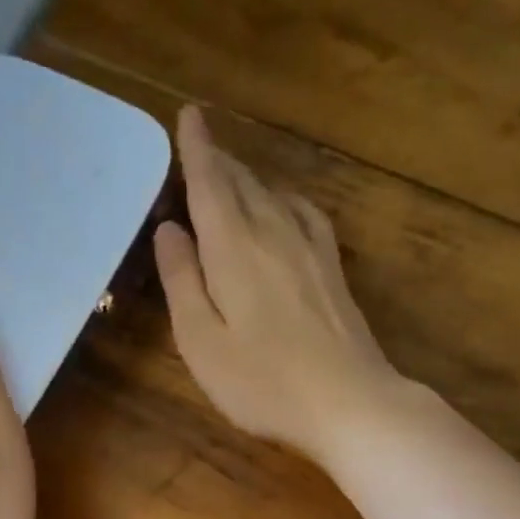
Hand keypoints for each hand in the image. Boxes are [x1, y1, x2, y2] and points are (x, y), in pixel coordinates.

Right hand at [154, 106, 400, 462]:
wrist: (350, 403)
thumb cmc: (264, 382)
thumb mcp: (201, 342)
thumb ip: (181, 281)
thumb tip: (169, 230)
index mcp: (234, 248)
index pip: (210, 183)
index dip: (196, 149)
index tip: (189, 115)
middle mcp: (274, 234)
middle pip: (242, 183)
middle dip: (218, 160)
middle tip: (199, 144)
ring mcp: (311, 250)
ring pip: (274, 195)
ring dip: (248, 178)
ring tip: (230, 172)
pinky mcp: (333, 270)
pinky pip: (306, 215)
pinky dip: (286, 200)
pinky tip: (285, 207)